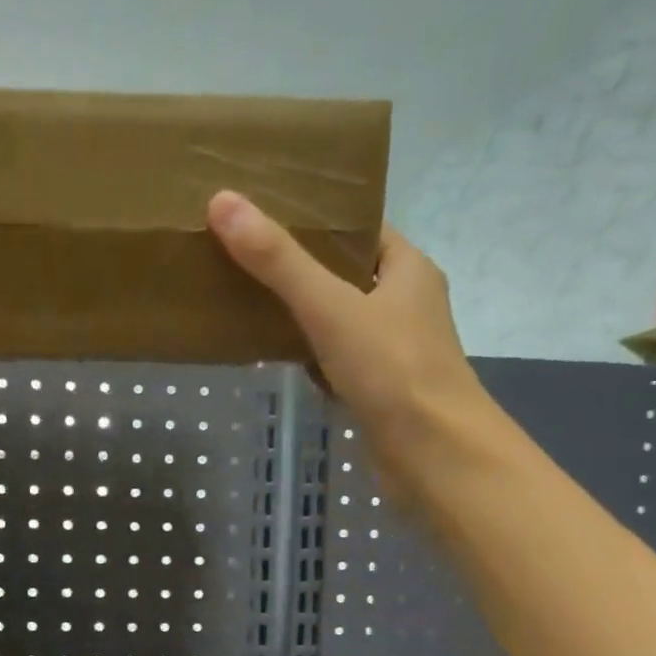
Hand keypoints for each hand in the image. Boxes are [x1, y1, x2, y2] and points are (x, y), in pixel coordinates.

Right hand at [207, 190, 493, 452]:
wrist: (433, 454)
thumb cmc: (391, 370)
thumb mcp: (330, 308)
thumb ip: (278, 262)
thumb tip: (222, 201)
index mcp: (409, 269)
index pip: (361, 229)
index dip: (319, 221)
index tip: (268, 218)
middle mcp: (407, 304)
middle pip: (347, 276)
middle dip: (302, 272)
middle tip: (247, 263)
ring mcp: (395, 352)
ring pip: (342, 323)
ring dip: (305, 319)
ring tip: (251, 306)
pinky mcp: (381, 392)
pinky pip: (339, 364)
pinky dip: (313, 361)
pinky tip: (282, 363)